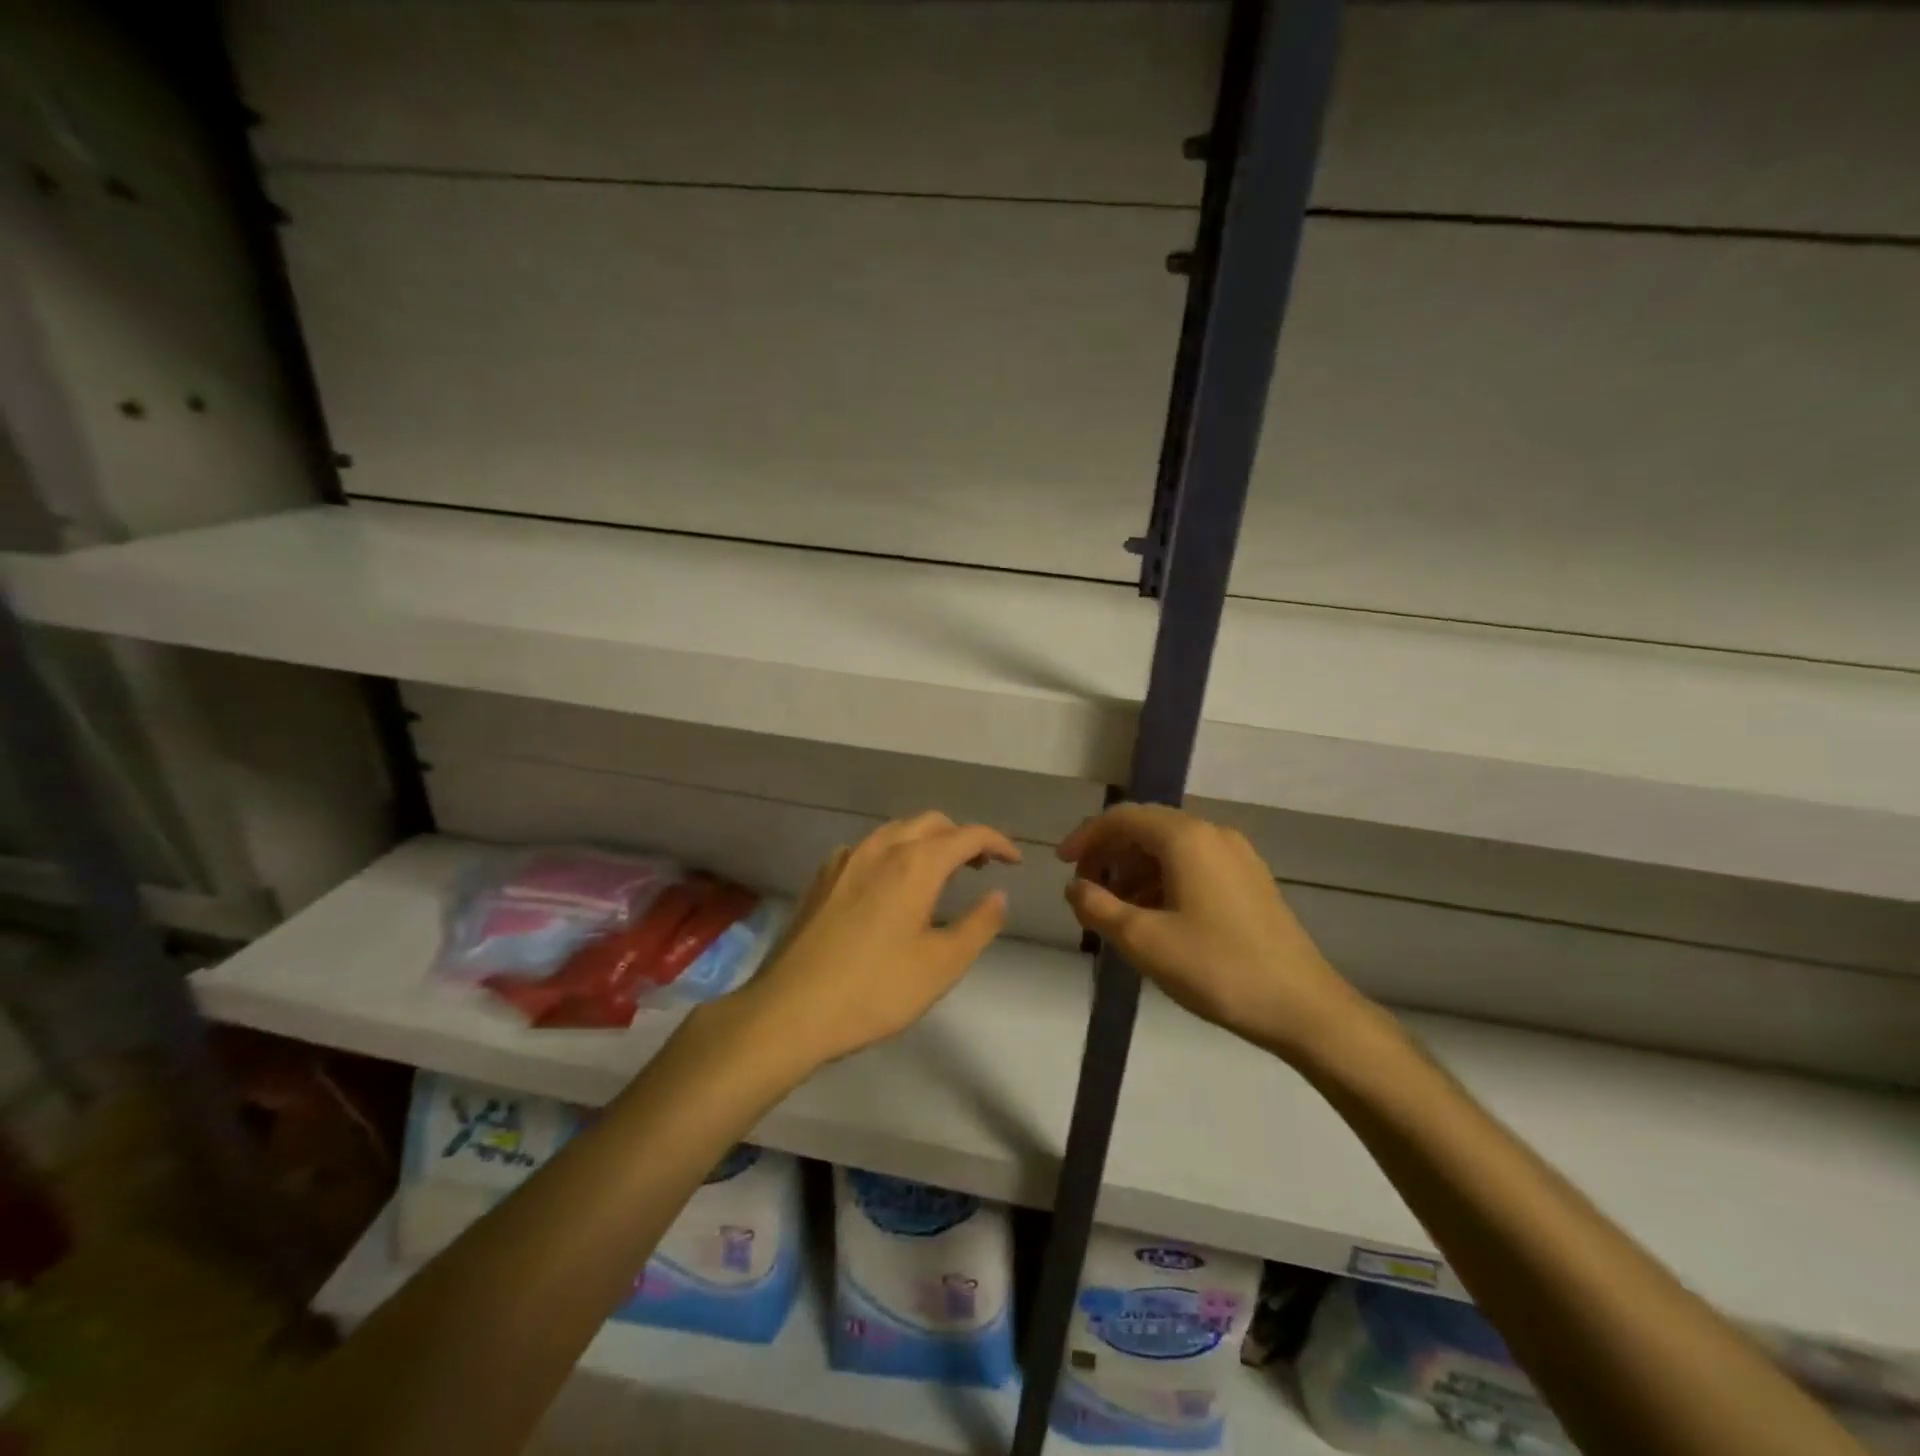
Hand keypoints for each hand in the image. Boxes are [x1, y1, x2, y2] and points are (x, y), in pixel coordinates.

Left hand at [728, 812, 1020, 1069]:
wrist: (791, 1010)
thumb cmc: (875, 990)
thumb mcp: (942, 965)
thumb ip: (979, 925)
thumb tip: (998, 895)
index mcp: (915, 864)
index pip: (967, 835)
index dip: (997, 842)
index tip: (1014, 862)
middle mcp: (880, 849)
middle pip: (931, 822)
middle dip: (961, 837)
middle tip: (980, 867)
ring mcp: (845, 860)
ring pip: (896, 831)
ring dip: (925, 841)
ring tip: (939, 874)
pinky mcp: (822, 878)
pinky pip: (867, 849)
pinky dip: (892, 853)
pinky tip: (888, 886)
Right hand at [1058, 805, 1366, 1060]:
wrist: (1304, 1008)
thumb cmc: (1217, 968)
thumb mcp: (1144, 941)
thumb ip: (1098, 908)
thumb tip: (1074, 887)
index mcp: (1186, 838)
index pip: (1123, 818)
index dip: (1086, 837)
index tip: (1061, 865)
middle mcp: (1213, 834)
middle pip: (1146, 828)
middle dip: (1109, 855)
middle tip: (1086, 891)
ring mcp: (1237, 856)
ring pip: (1170, 849)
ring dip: (1135, 871)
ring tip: (1116, 912)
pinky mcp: (1250, 881)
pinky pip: (1193, 865)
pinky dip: (1163, 881)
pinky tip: (1154, 917)